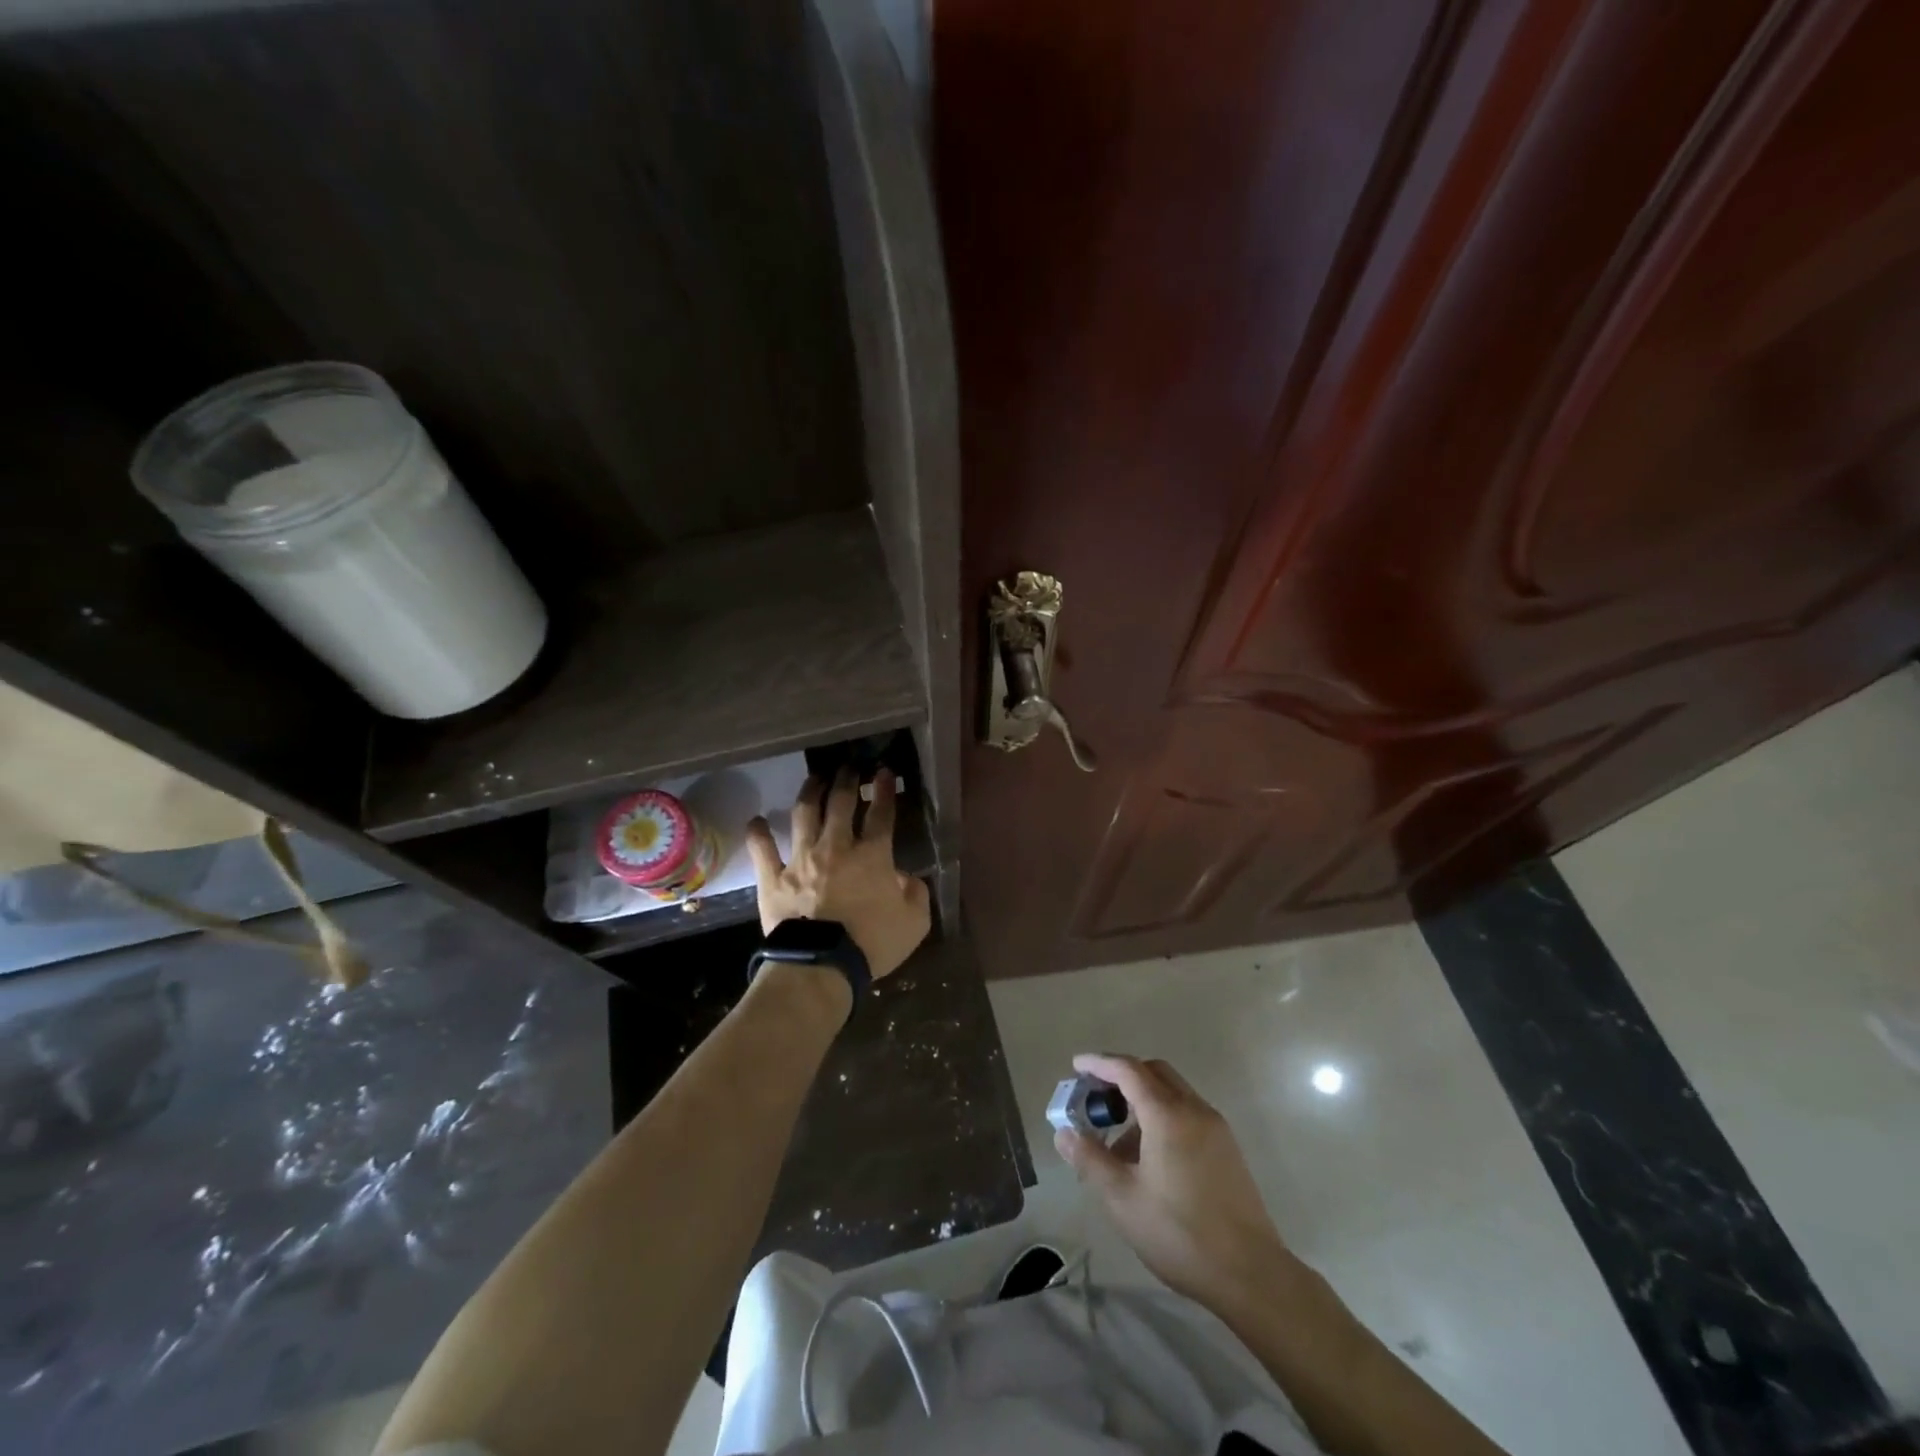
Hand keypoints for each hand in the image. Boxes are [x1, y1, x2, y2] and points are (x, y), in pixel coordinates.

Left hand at [744, 768, 930, 980]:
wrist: (821, 965)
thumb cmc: (872, 943)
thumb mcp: (915, 923)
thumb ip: (916, 893)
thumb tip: (906, 877)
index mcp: (873, 856)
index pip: (882, 814)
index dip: (885, 789)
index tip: (884, 771)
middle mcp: (836, 847)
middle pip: (841, 803)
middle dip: (847, 780)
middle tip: (849, 767)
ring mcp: (801, 859)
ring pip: (804, 814)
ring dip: (810, 792)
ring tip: (814, 779)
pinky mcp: (773, 877)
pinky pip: (763, 850)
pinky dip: (758, 834)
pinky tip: (756, 821)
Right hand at [1055, 1053, 1296, 1314]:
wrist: (1251, 1274)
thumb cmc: (1179, 1233)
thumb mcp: (1122, 1199)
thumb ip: (1090, 1159)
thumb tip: (1064, 1132)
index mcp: (1167, 1114)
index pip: (1128, 1070)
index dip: (1099, 1063)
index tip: (1076, 1065)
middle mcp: (1194, 1109)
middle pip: (1154, 1072)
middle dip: (1122, 1076)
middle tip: (1095, 1098)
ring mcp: (1216, 1128)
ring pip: (1172, 1093)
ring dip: (1142, 1099)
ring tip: (1118, 1141)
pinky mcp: (1227, 1149)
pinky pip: (1187, 1114)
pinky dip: (1162, 1116)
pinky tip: (1149, 1157)